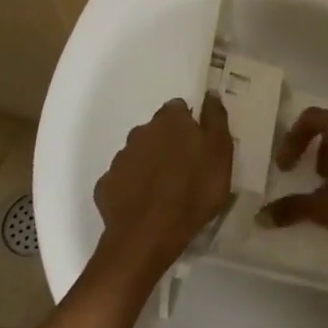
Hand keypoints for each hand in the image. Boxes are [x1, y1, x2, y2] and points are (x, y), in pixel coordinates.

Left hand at [94, 94, 233, 278]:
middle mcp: (140, 132)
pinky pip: (122, 180)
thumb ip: (216, 119)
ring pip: (138, 154)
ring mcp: (120, 159)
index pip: (179, 108)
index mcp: (170, 120)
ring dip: (149, 164)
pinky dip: (132, 186)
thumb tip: (210, 93)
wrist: (149, 235)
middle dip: (167, 143)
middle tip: (184, 168)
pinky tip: (144, 204)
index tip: (199, 143)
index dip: (189, 124)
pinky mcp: (106, 185)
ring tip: (165, 190)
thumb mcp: (221, 152)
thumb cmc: (194, 190)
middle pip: (156, 130)